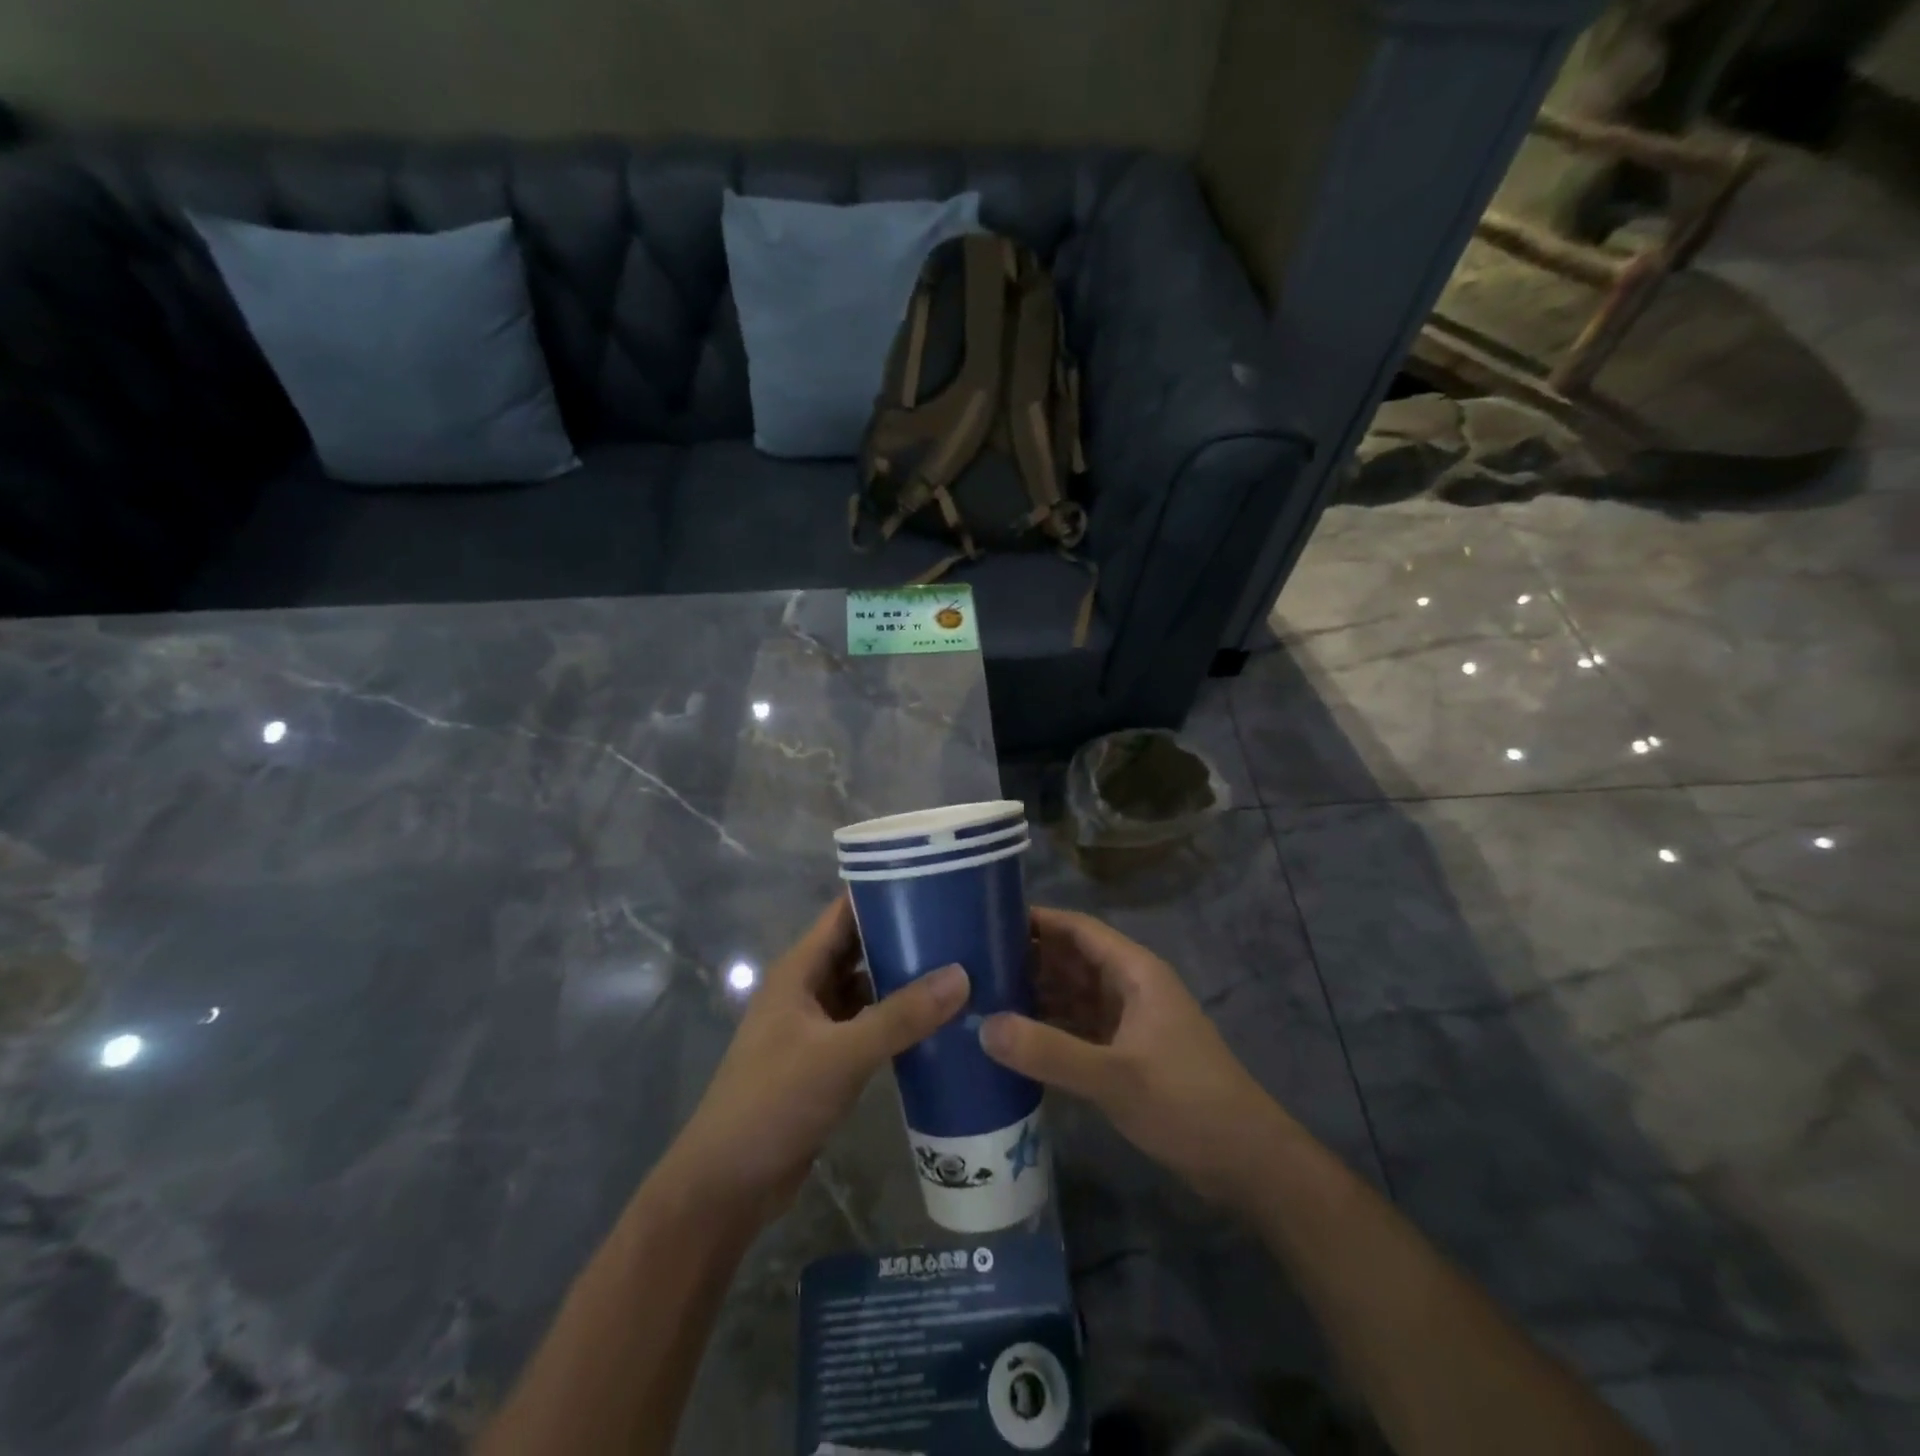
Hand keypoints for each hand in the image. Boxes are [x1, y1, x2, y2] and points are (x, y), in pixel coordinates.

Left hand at [666, 896, 968, 1225]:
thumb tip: (962, 974)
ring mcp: (816, 1027)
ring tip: (961, 967)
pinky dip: (897, 1021)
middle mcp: (807, 989)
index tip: (935, 881)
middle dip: (904, 936)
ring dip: (904, 981)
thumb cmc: (774, 1102)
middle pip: (860, 948)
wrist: (727, 1186)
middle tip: (961, 926)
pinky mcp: (827, 1061)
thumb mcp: (841, 1054)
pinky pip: (868, 1026)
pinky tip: (938, 1023)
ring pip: (867, 989)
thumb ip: (901, 1016)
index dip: (884, 892)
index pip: (845, 913)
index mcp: (799, 970)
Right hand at [981, 906, 1286, 1206]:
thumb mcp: (1114, 1077)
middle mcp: (1129, 988)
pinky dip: (1049, 1028)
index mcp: (1134, 972)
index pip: (1078, 929)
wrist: (1246, 1162)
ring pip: (1072, 994)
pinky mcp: (1125, 1054)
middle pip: (1071, 959)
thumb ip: (1049, 1051)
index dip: (1037, 919)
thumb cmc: (1186, 1103)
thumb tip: (983, 1026)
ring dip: (1035, 995)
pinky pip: (1077, 1028)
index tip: (987, 919)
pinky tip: (1013, 1039)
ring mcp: (1128, 1022)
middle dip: (1027, 958)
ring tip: (982, 997)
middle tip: (972, 964)